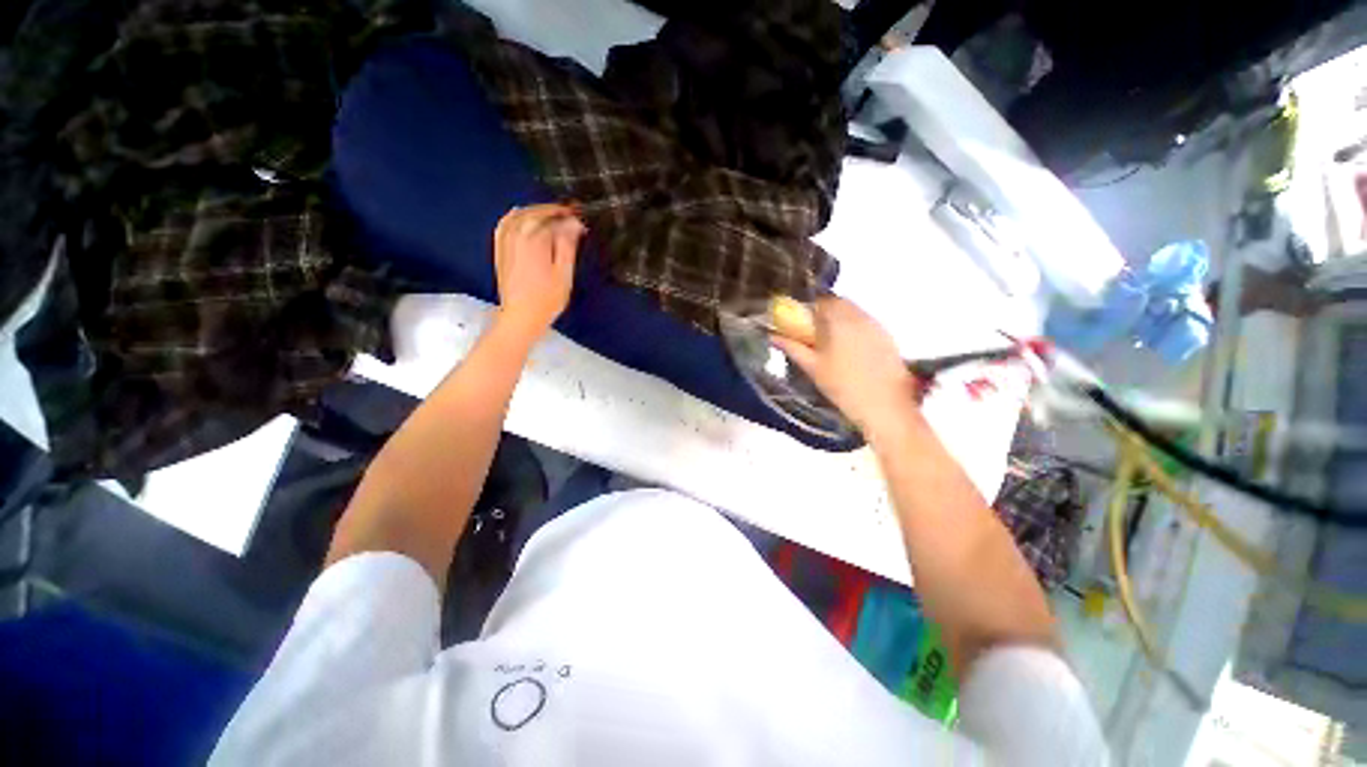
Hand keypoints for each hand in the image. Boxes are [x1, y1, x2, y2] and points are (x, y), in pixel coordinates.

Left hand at [493, 204, 583, 340]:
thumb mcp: (564, 273)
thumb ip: (567, 245)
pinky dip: (514, 217)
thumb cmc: (546, 299)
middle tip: (568, 214)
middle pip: (535, 213)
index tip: (579, 217)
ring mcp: (506, 243)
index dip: (568, 216)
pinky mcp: (500, 251)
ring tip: (549, 214)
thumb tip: (574, 224)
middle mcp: (517, 237)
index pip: (554, 219)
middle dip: (552, 211)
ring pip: (519, 216)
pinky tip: (520, 217)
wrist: (522, 316)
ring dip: (534, 211)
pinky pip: (505, 225)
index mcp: (535, 240)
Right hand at [772, 297, 919, 440]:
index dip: (809, 307)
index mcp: (838, 321)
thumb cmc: (842, 386)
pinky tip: (851, 349)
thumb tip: (773, 336)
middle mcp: (859, 317)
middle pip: (839, 303)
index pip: (821, 300)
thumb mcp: (812, 368)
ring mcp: (876, 325)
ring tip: (832, 342)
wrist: (884, 406)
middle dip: (825, 311)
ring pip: (854, 312)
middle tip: (815, 332)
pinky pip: (866, 322)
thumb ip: (792, 347)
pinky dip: (855, 328)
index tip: (801, 321)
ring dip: (841, 319)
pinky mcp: (888, 336)